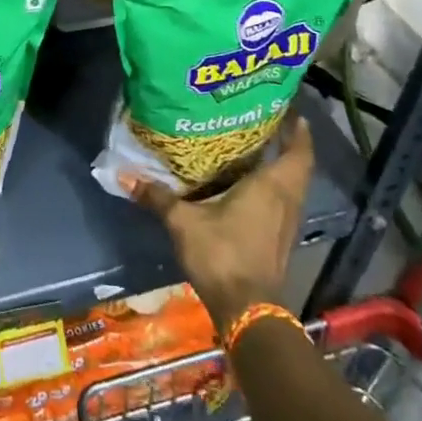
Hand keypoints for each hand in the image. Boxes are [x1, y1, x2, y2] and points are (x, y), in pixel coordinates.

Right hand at [121, 116, 314, 330]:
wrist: (247, 311)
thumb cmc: (222, 254)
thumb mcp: (183, 222)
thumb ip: (157, 197)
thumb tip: (123, 174)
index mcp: (272, 186)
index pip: (297, 150)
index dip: (297, 129)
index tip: (289, 109)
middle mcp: (286, 200)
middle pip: (297, 166)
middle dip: (286, 143)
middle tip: (264, 121)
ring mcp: (286, 223)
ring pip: (291, 185)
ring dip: (280, 167)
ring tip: (254, 147)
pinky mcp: (279, 240)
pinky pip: (282, 202)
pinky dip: (272, 188)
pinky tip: (247, 185)